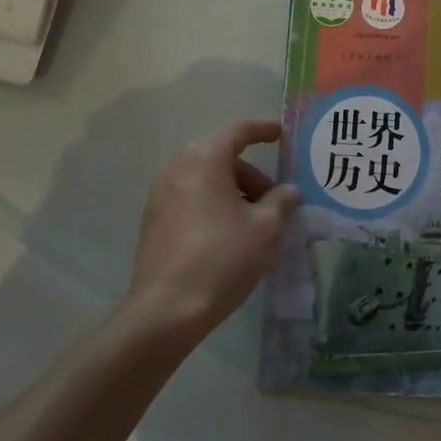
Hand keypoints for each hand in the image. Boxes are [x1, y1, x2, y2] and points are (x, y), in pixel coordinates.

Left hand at [124, 119, 300, 344]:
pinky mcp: (152, 221)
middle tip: (274, 200)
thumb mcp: (266, 228)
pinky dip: (213, 206)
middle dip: (251, 174)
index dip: (263, 130)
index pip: (239, 131)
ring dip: (233, 192)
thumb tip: (288, 191)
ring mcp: (160, 195)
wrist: (166, 310)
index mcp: (205, 159)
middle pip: (222, 157)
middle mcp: (178, 167)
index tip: (282, 135)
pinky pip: (190, 199)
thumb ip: (281, 201)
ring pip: (205, 180)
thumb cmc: (222, 257)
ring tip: (254, 223)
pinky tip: (229, 237)